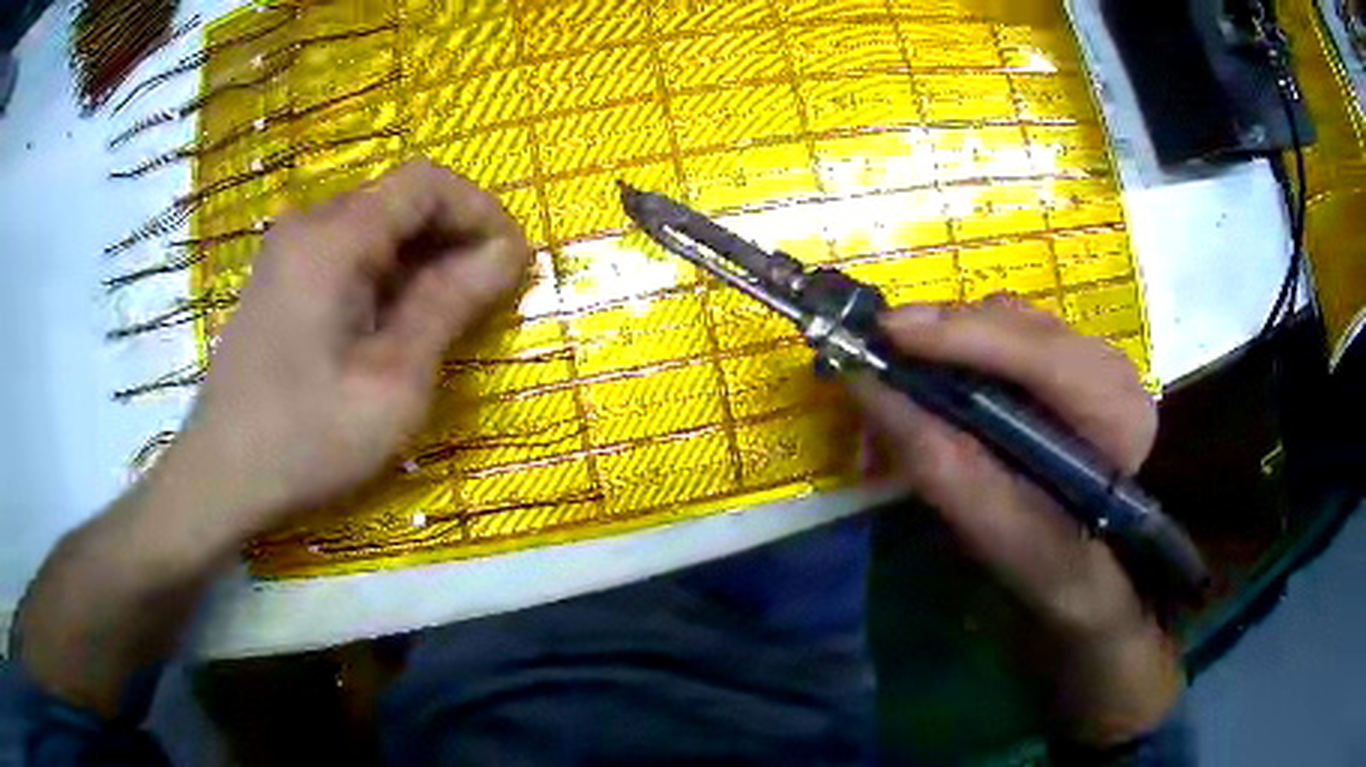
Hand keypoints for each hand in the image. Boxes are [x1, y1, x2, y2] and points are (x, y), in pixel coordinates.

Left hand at [169, 159, 531, 538]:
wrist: (221, 478)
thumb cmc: (306, 440)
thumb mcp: (393, 382)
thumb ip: (449, 305)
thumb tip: (508, 253)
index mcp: (333, 238)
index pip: (426, 182)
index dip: (481, 210)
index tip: (513, 263)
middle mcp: (308, 225)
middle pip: (400, 199)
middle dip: (455, 236)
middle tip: (488, 298)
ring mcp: (288, 251)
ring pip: (375, 225)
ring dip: (422, 257)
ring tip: (448, 317)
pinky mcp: (280, 279)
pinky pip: (347, 252)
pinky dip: (387, 274)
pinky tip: (394, 325)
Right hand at [848, 294, 1181, 744]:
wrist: (1105, 561)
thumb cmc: (1052, 558)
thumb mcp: (994, 525)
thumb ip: (935, 459)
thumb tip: (868, 388)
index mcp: (1111, 413)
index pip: (1038, 355)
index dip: (960, 336)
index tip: (884, 336)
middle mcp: (1109, 365)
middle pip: (1019, 323)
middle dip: (945, 328)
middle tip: (879, 345)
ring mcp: (1097, 354)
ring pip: (1015, 321)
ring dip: (954, 333)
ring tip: (903, 355)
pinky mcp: (1079, 358)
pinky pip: (1017, 334)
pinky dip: (972, 344)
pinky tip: (944, 364)